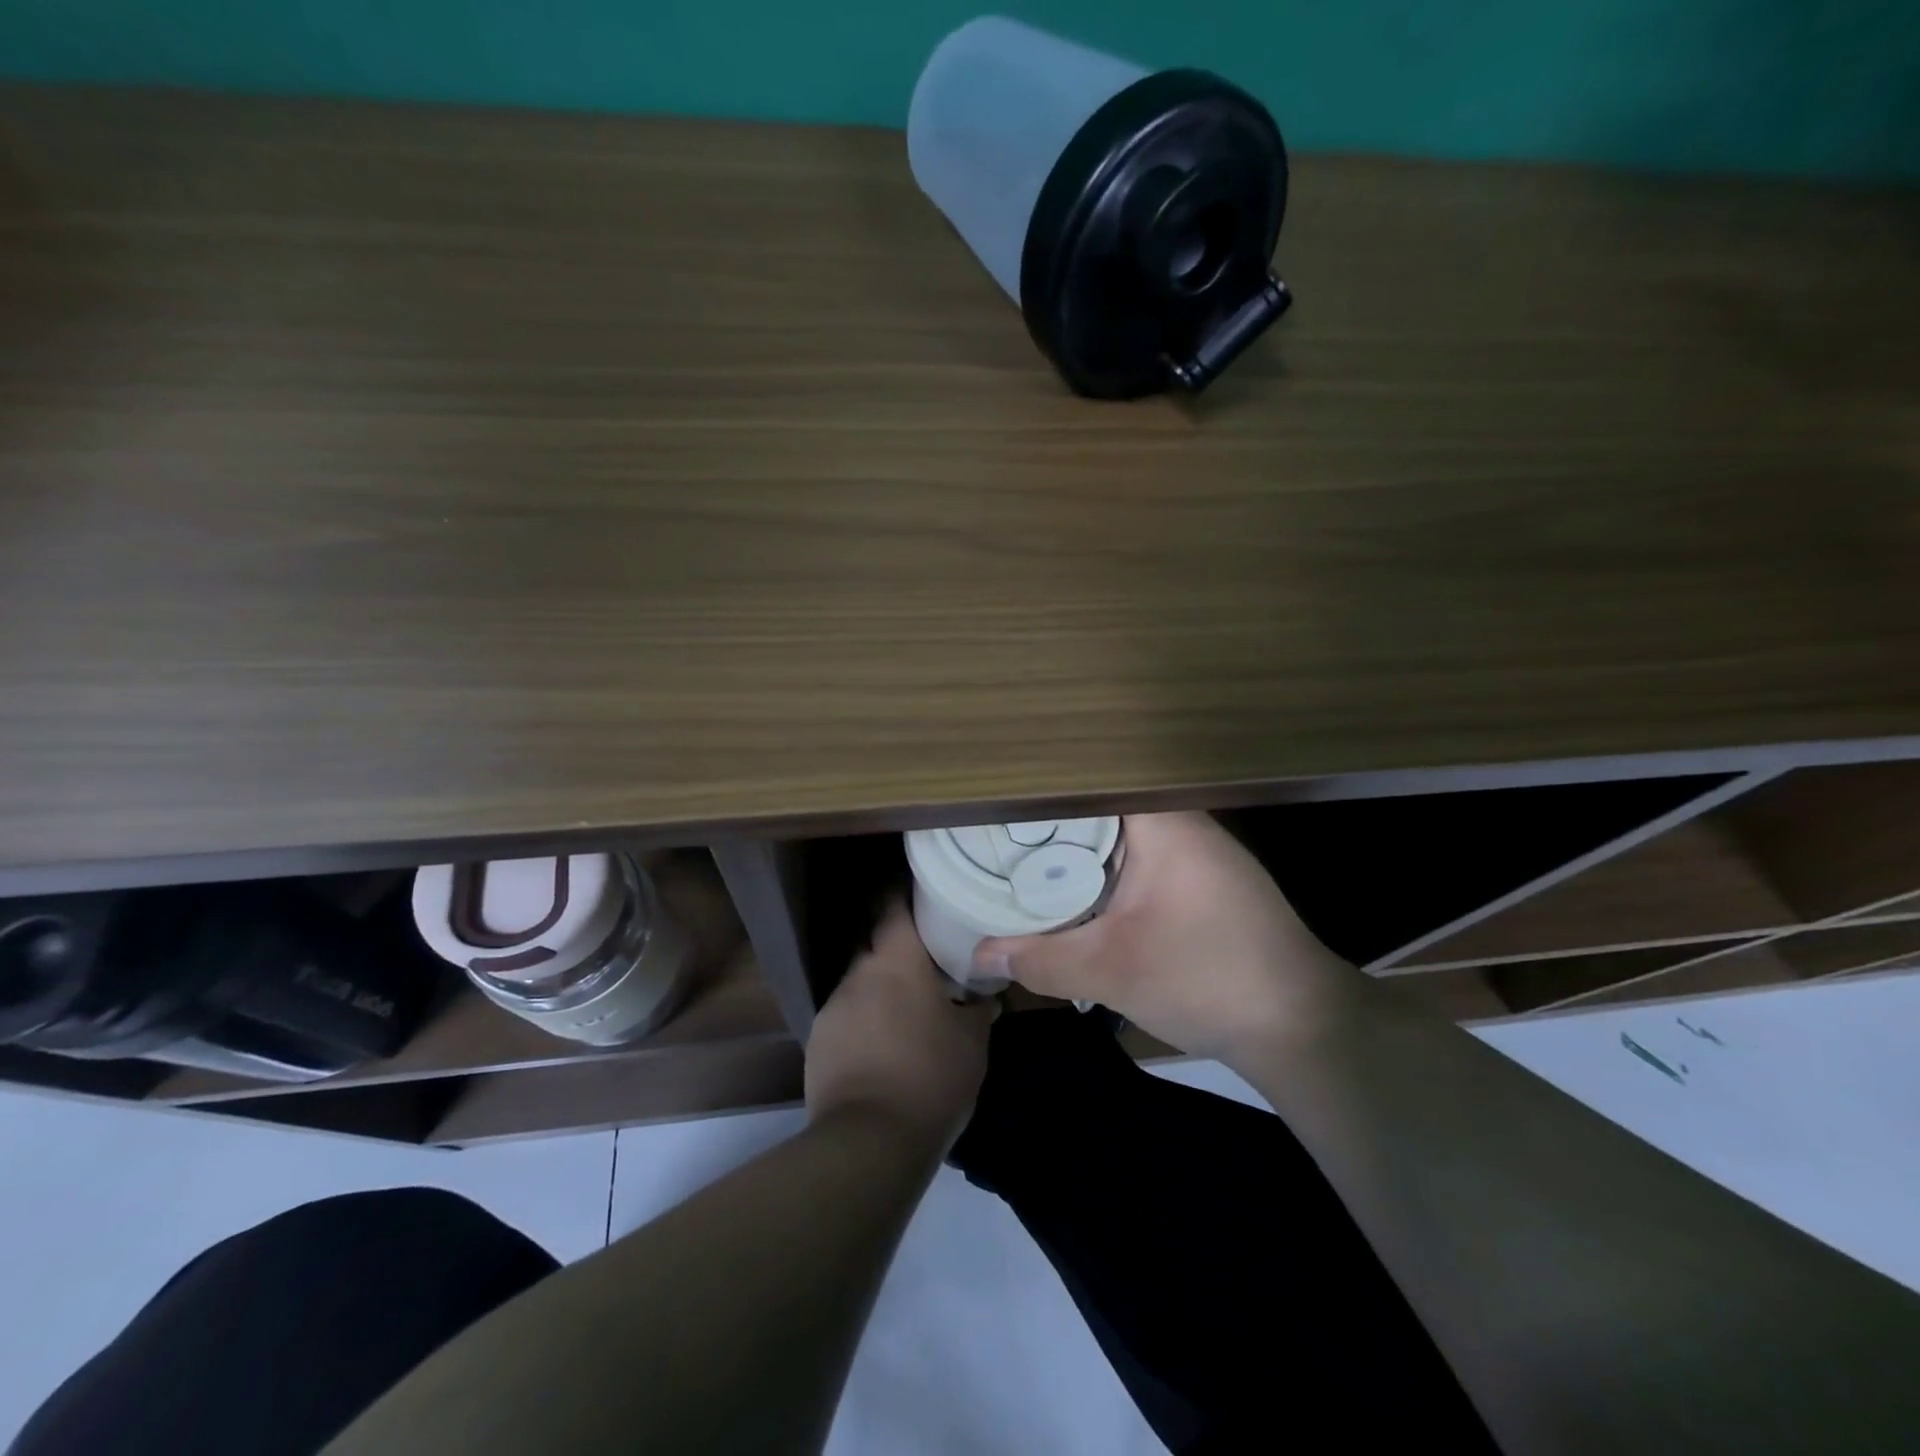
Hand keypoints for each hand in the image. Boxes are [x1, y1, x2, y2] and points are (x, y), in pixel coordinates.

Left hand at [806, 900, 996, 1151]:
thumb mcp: (973, 1043)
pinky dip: (864, 1022)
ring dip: (881, 990)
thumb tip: (987, 996)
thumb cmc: (931, 1077)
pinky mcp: (817, 1042)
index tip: (924, 895)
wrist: (869, 1141)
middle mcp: (858, 973)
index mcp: (896, 961)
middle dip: (899, 951)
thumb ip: (979, 1009)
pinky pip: (846, 1017)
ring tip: (906, 1013)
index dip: (906, 895)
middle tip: (927, 963)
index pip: (893, 906)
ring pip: (861, 983)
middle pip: (877, 945)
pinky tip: (882, 1048)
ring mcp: (833, 1007)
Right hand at [972, 812, 1364, 1063]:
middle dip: (1050, 823)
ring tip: (1024, 857)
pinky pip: (1140, 858)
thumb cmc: (1207, 979)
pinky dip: (1105, 870)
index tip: (997, 803)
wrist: (1301, 1026)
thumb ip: (1040, 959)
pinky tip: (1078, 892)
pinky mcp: (1203, 880)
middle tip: (997, 835)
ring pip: (1120, 835)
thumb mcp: (1112, 972)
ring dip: (1079, 849)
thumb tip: (980, 954)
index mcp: (1163, 823)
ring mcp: (1198, 851)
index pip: (1090, 782)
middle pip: (1101, 807)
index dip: (1040, 790)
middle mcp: (1182, 823)